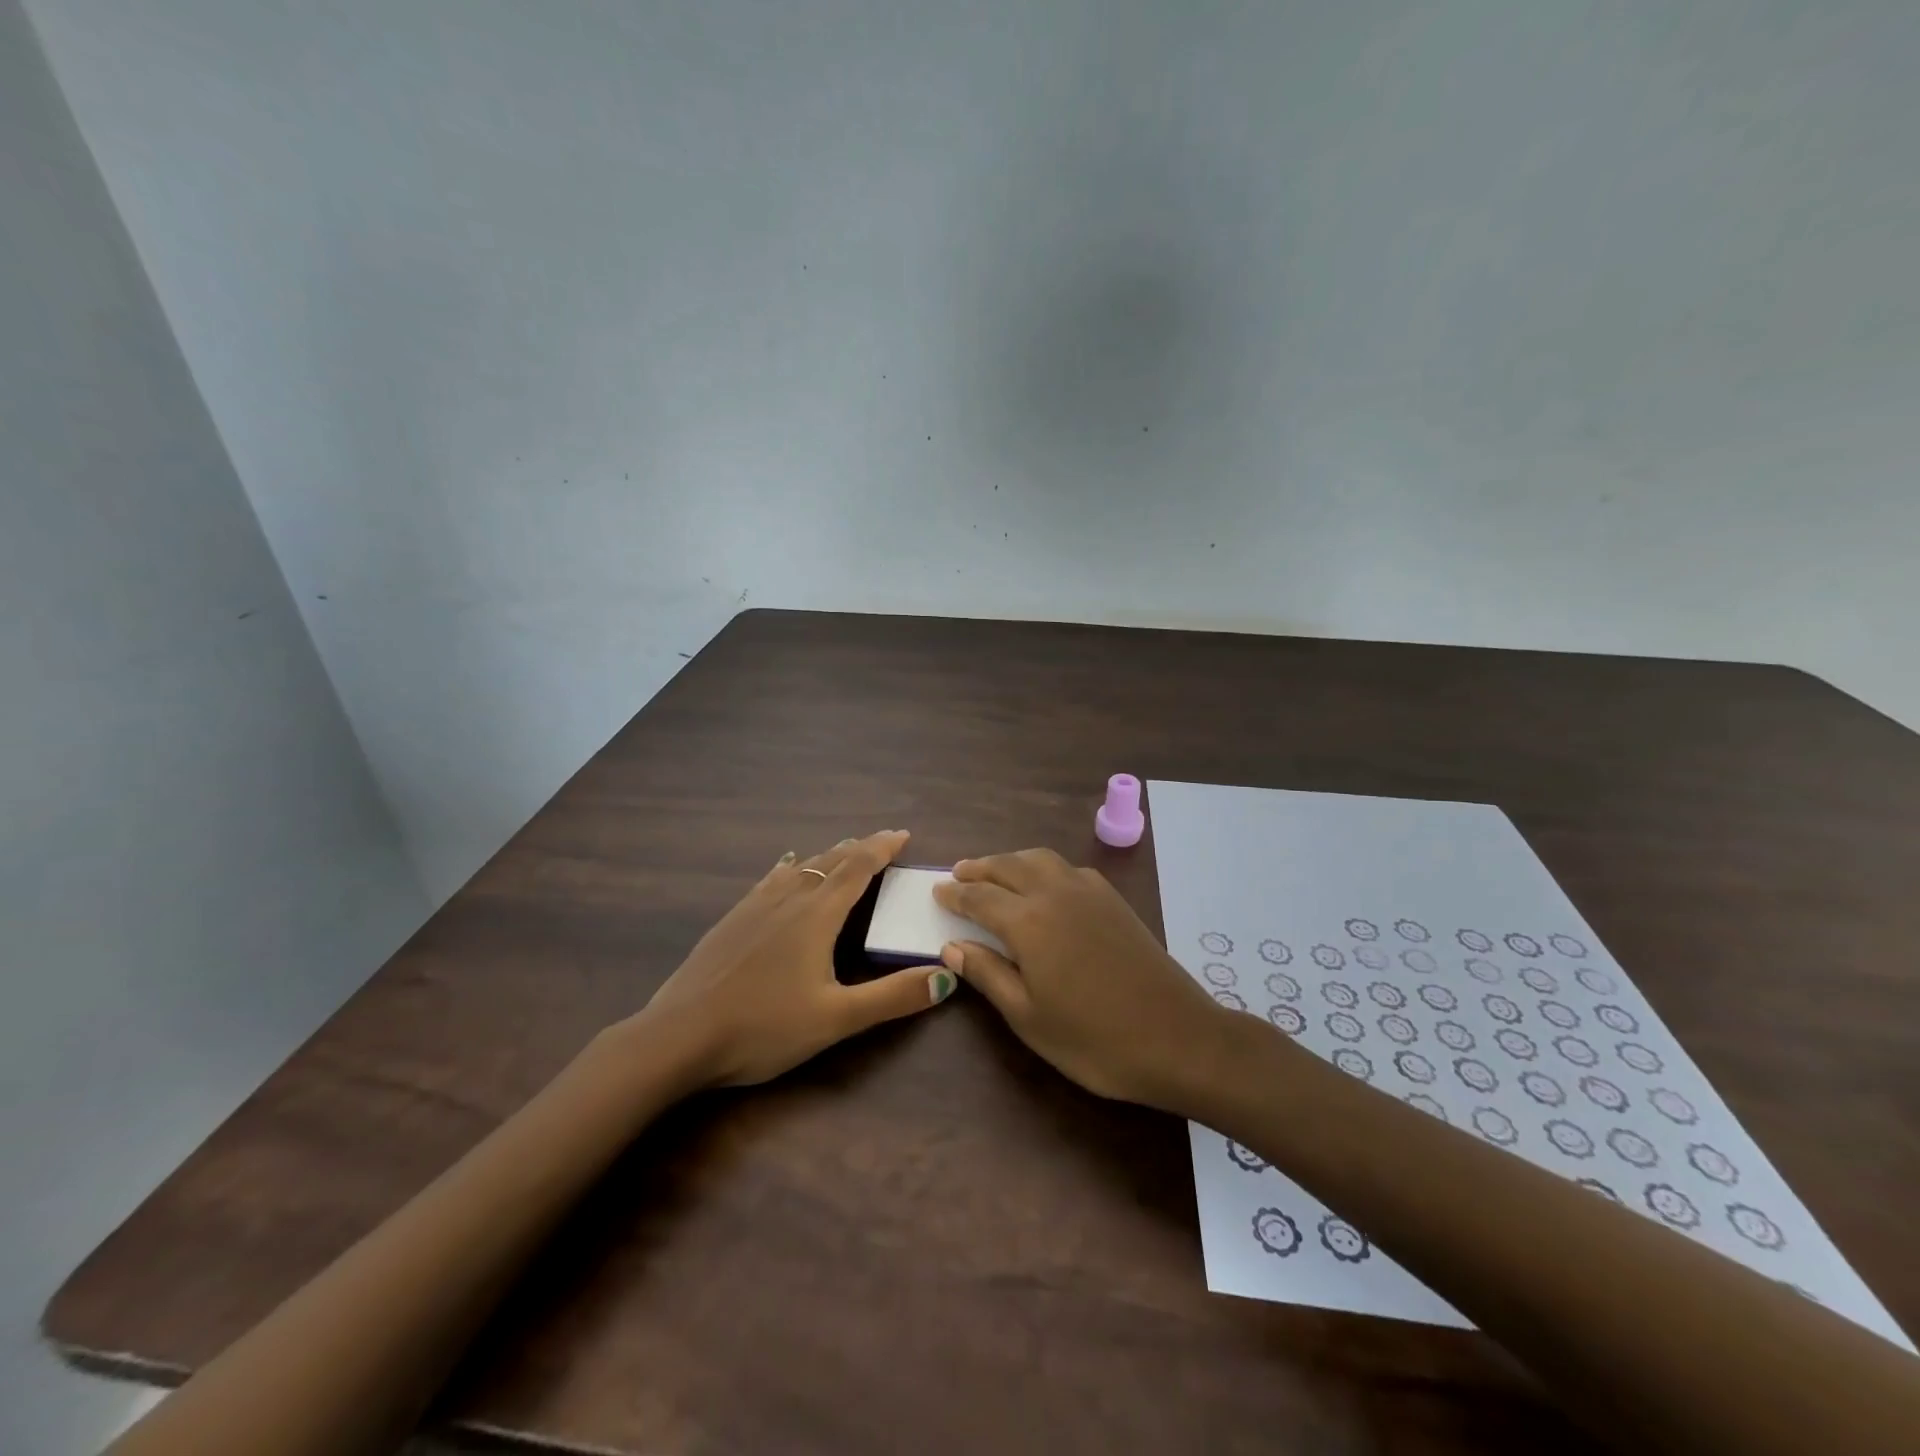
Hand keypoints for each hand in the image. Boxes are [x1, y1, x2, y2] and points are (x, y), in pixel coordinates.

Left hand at [637, 830, 956, 1087]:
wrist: (678, 1037)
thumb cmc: (763, 1027)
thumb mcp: (836, 1019)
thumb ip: (893, 997)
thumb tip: (947, 975)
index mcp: (817, 915)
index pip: (858, 868)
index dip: (882, 848)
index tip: (903, 834)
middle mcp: (789, 899)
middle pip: (831, 861)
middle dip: (860, 848)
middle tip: (883, 841)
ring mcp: (755, 906)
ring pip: (801, 867)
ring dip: (829, 855)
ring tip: (844, 849)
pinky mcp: (732, 919)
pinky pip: (771, 878)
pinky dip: (791, 866)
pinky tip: (786, 865)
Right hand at [932, 849, 1229, 1109]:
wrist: (1178, 1037)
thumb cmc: (1094, 1039)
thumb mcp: (1028, 1017)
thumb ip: (988, 974)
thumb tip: (951, 945)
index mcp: (1028, 921)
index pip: (980, 897)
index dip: (956, 894)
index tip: (937, 891)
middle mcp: (1055, 893)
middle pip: (1008, 866)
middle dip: (979, 868)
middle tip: (958, 874)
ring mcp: (1089, 891)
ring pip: (1040, 858)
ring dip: (1011, 860)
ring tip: (994, 872)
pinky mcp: (1114, 899)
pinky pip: (1068, 868)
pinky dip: (1044, 867)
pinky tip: (1045, 885)